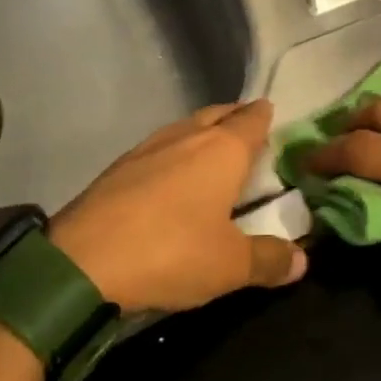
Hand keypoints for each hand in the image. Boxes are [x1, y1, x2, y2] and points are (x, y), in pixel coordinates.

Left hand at [50, 99, 305, 313]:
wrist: (79, 263)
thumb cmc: (170, 253)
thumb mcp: (230, 266)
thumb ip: (269, 259)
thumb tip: (301, 259)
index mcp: (222, 150)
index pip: (252, 119)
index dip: (265, 116)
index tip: (273, 116)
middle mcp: (186, 137)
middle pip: (217, 114)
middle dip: (234, 119)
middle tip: (248, 134)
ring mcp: (146, 149)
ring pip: (184, 128)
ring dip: (201, 135)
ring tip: (212, 155)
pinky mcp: (116, 169)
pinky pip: (157, 150)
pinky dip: (172, 156)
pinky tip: (170, 180)